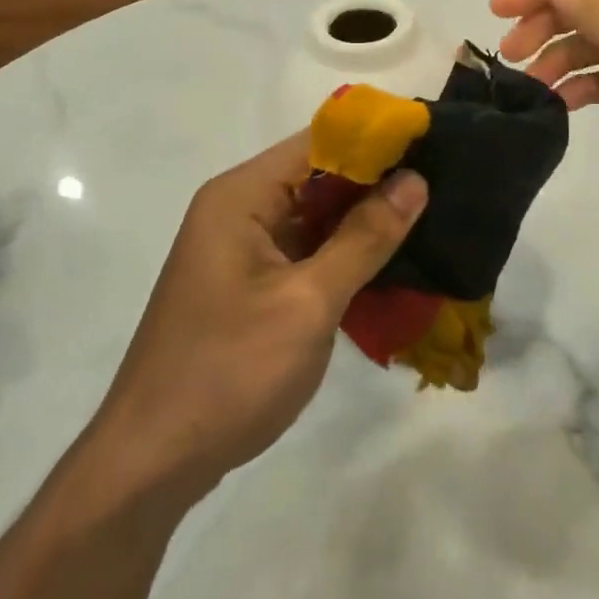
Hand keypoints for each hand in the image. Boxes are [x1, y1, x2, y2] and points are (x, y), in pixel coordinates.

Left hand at [90, 133, 427, 501]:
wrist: (154, 459)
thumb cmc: (230, 370)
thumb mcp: (308, 302)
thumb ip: (364, 238)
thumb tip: (414, 181)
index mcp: (241, 196)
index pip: (317, 142)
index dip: (374, 140)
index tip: (432, 145)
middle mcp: (237, 211)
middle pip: (316, 177)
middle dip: (376, 183)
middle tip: (445, 187)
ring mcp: (240, 251)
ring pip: (313, 218)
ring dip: (363, 222)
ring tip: (432, 219)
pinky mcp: (247, 286)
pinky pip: (303, 253)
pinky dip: (341, 256)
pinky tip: (390, 266)